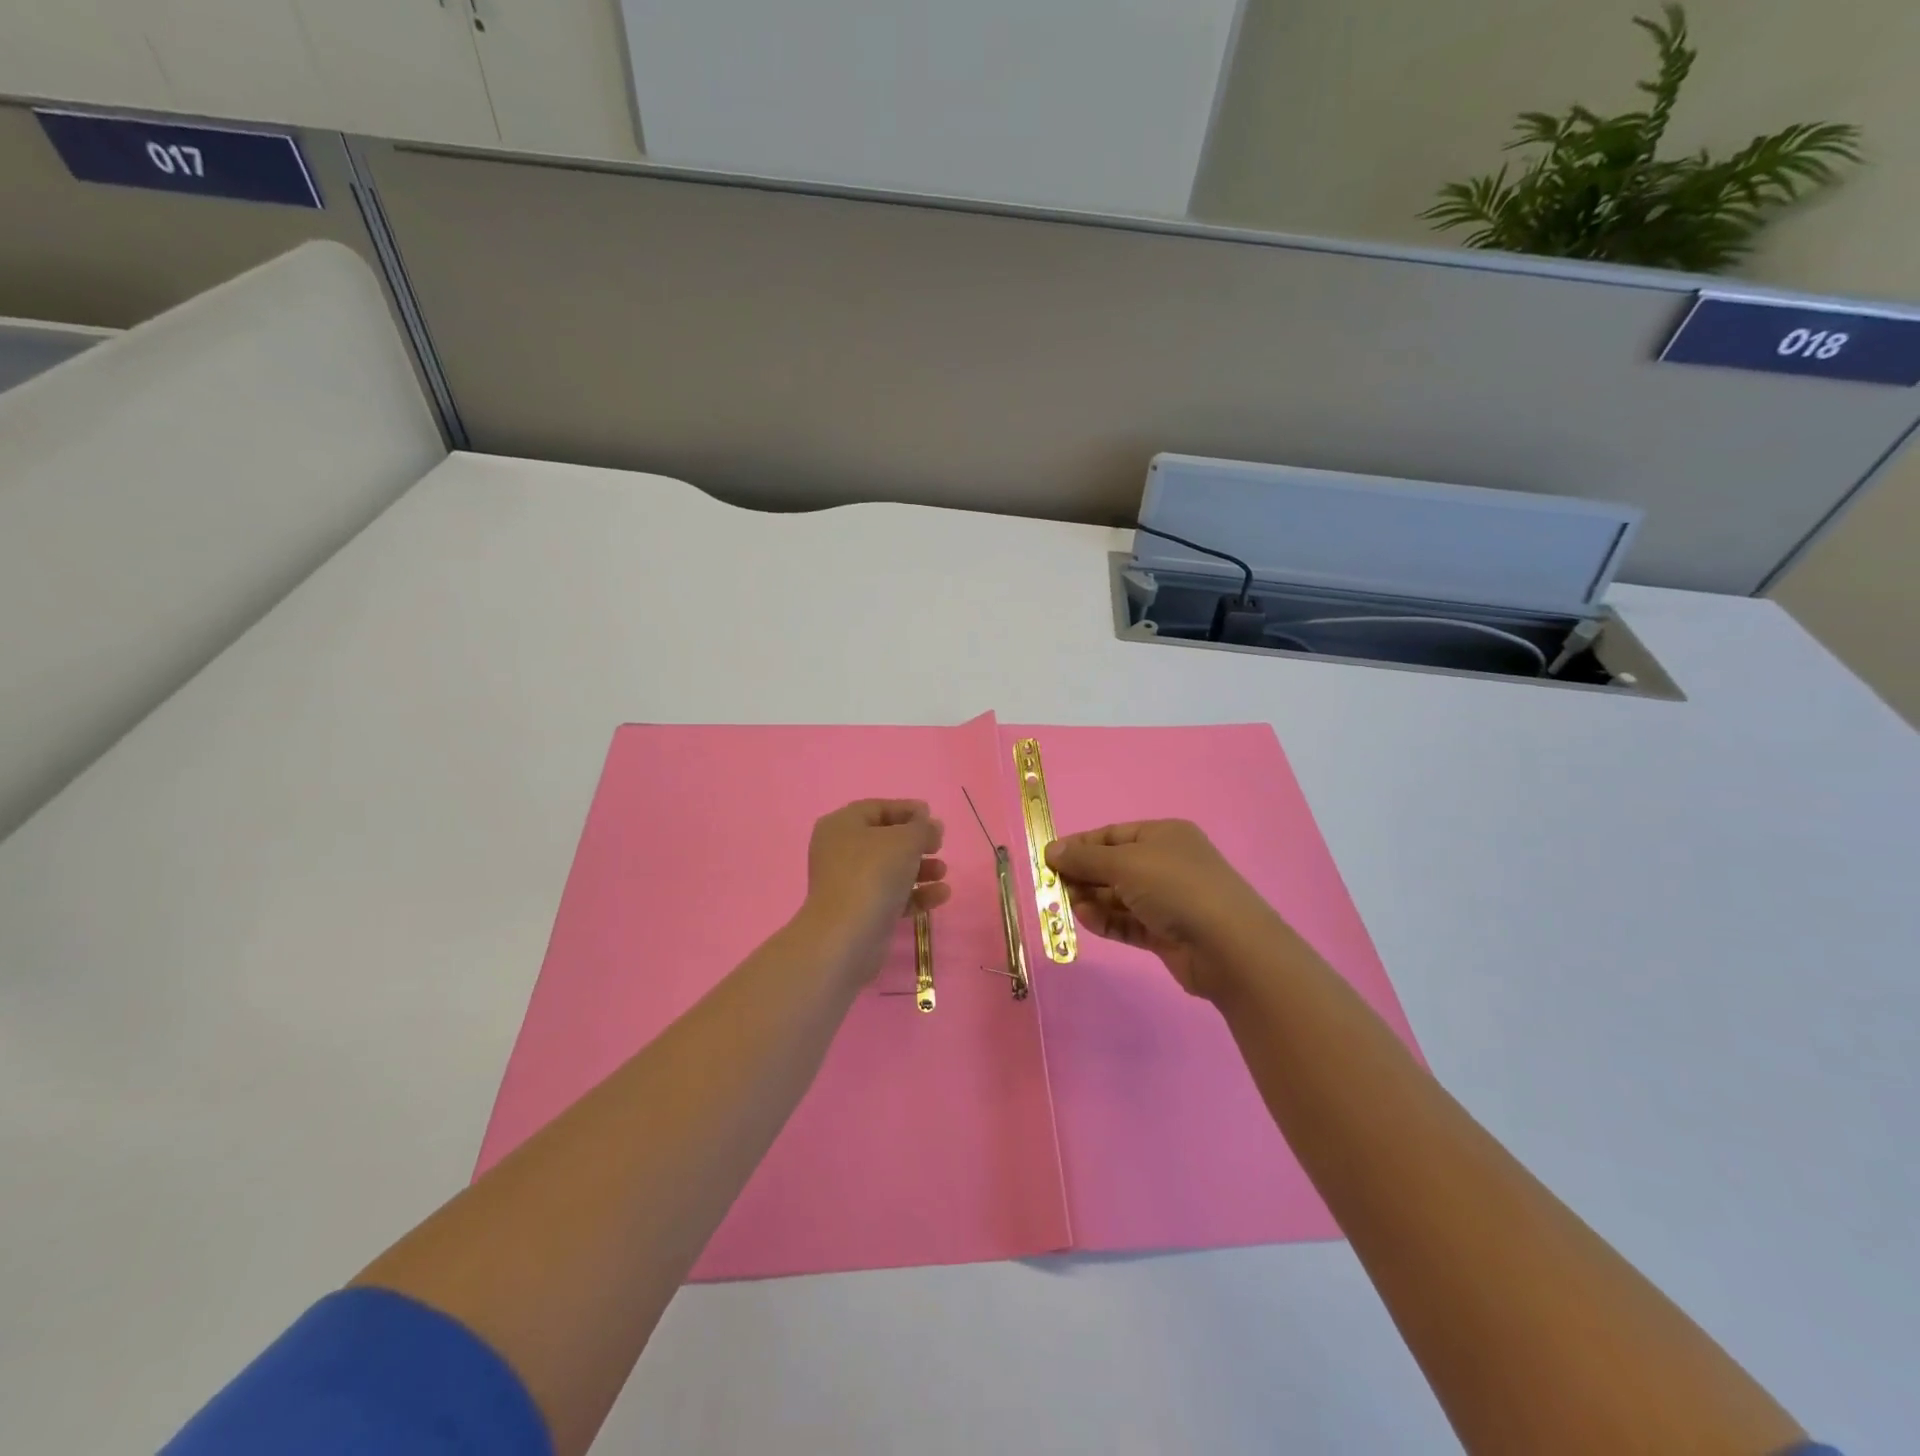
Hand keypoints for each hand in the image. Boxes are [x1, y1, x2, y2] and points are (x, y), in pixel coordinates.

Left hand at [799, 800, 949, 983]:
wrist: (847, 936)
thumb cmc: (873, 874)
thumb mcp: (904, 840)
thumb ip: (921, 827)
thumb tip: (928, 824)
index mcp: (842, 825)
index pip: (877, 808)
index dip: (907, 810)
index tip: (933, 817)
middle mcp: (840, 851)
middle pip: (884, 840)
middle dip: (916, 842)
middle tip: (939, 845)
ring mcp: (848, 884)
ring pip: (890, 869)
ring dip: (920, 869)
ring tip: (943, 872)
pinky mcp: (860, 912)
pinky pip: (891, 896)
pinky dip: (915, 893)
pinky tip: (941, 895)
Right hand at [1046, 820, 1279, 1002]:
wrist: (1229, 946)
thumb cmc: (1176, 888)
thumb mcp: (1125, 863)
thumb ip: (1085, 858)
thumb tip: (1051, 850)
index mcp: (1163, 835)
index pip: (1112, 835)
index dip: (1080, 845)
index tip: (1048, 859)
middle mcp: (1166, 863)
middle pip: (1113, 866)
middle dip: (1082, 875)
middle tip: (1052, 887)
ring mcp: (1167, 900)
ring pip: (1118, 896)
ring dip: (1091, 900)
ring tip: (1068, 906)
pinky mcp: (1165, 933)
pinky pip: (1127, 922)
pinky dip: (1106, 921)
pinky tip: (1086, 920)